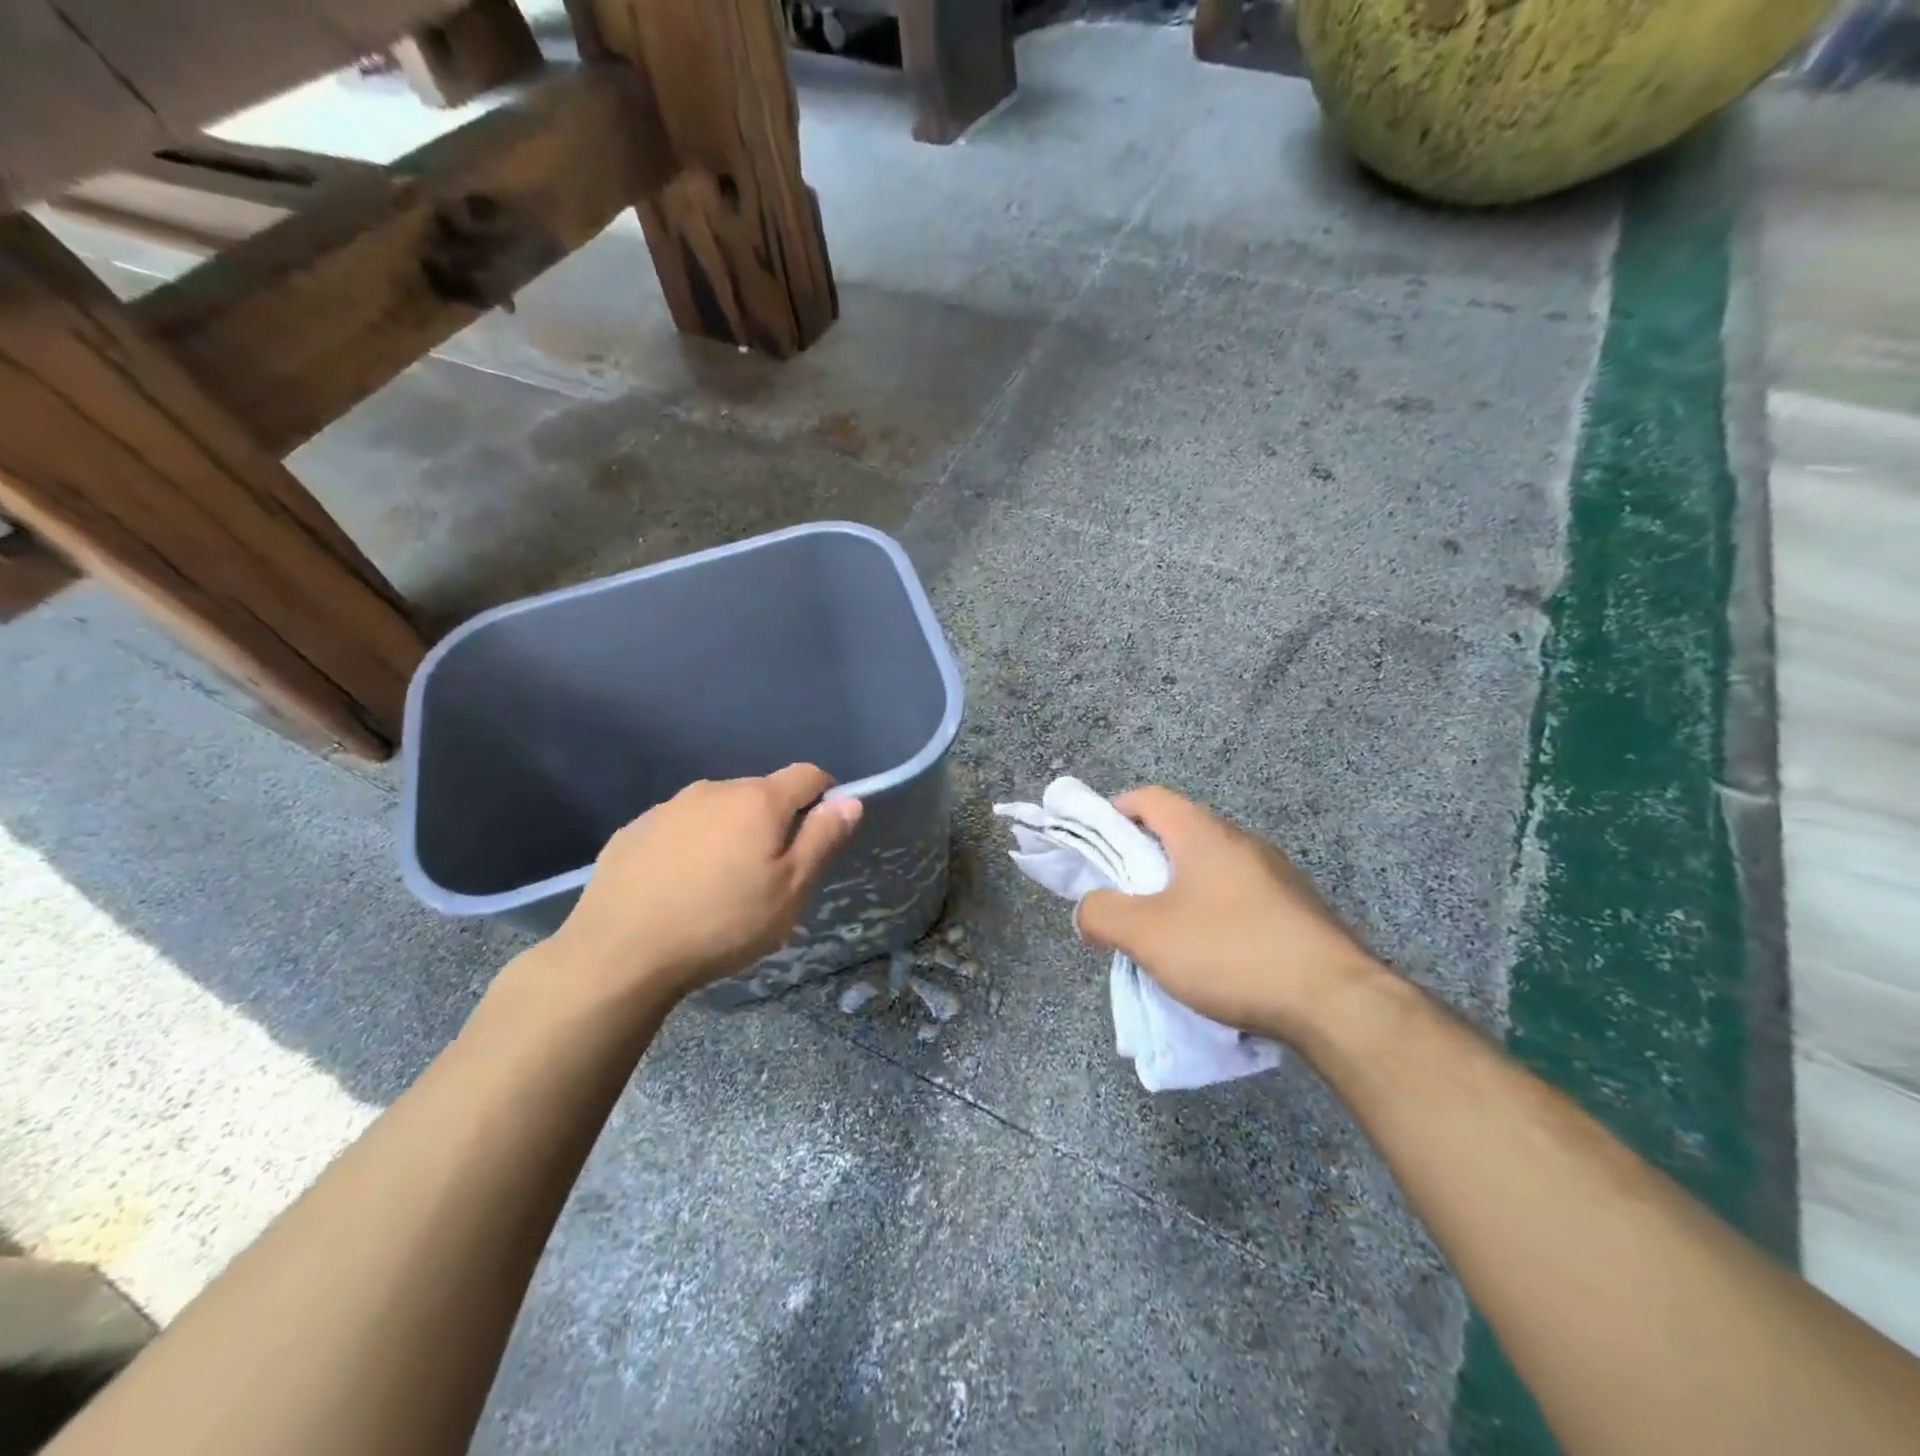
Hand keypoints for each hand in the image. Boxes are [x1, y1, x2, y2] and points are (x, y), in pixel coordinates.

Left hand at [548, 764, 862, 1001]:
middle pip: (761, 792)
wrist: (619, 953)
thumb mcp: (789, 891)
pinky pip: (680, 827)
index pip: (808, 775)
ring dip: (731, 832)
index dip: (825, 797)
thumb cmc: (722, 923)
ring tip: (720, 883)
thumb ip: (823, 840)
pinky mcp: (634, 829)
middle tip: (769, 873)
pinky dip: (691, 845)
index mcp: (758, 800)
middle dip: (775, 821)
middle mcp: (714, 789)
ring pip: (718, 809)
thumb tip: (850, 801)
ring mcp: (669, 807)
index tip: (821, 833)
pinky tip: (678, 886)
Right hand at [1076, 787, 1381, 1043]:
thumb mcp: (1148, 935)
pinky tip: (1212, 954)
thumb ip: (1103, 914)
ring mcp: (1277, 875)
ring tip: (1164, 931)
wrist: (1336, 1002)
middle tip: (1123, 895)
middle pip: (1180, 832)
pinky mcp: (1298, 910)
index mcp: (1204, 834)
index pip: (1150, 798)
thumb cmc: (1231, 952)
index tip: (1095, 843)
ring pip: (1211, 867)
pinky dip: (1213, 911)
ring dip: (1179, 888)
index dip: (1115, 811)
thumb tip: (1087, 910)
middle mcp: (1243, 842)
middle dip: (1143, 858)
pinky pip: (1240, 896)